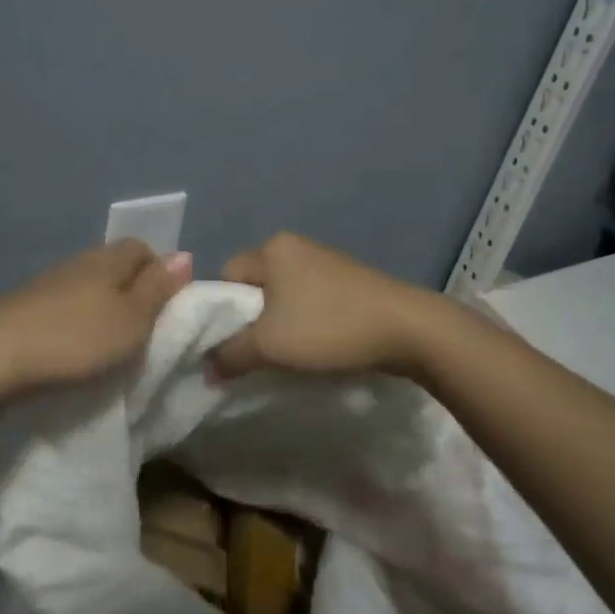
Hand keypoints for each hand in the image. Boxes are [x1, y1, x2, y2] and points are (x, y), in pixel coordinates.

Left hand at [0, 239, 190, 397]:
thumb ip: (158, 288)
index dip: (159, 272)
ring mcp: (46, 282)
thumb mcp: (132, 320)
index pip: (142, 248)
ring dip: (101, 306)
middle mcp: (78, 262)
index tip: (164, 309)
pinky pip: (62, 304)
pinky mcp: (23, 306)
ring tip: (107, 342)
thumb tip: (184, 254)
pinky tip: (71, 346)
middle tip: (140, 329)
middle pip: (114, 265)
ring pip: (87, 285)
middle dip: (131, 290)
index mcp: (108, 260)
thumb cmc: (75, 340)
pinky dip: (74, 320)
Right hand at [208, 233, 435, 379]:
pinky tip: (316, 346)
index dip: (221, 311)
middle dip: (250, 320)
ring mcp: (325, 261)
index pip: (226, 275)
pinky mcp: (348, 280)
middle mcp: (295, 246)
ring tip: (288, 355)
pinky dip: (304, 322)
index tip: (231, 343)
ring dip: (278, 325)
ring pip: (282, 295)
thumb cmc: (328, 327)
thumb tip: (207, 368)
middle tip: (257, 352)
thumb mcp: (269, 345)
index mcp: (272, 248)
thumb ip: (230, 355)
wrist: (407, 329)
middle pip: (254, 285)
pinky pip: (308, 300)